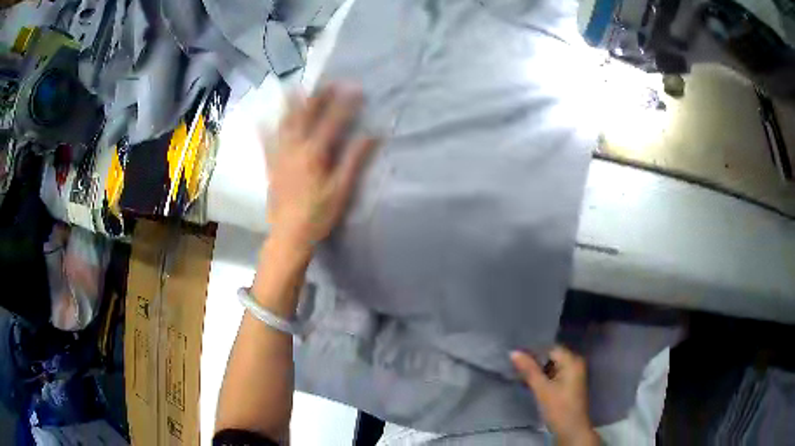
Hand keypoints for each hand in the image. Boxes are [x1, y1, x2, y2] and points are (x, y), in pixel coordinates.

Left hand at [264, 84, 377, 247]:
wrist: (290, 234)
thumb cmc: (319, 214)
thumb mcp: (342, 189)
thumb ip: (355, 160)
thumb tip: (372, 135)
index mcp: (314, 154)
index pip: (332, 121)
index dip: (344, 103)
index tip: (355, 89)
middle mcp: (294, 148)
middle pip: (305, 116)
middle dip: (317, 97)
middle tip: (327, 83)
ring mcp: (279, 156)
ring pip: (284, 124)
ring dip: (290, 104)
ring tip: (293, 87)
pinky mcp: (270, 166)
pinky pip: (265, 142)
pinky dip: (264, 128)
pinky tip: (261, 118)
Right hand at [511, 347, 598, 445]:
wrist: (571, 430)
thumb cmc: (559, 408)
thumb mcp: (542, 389)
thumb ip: (529, 370)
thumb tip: (513, 352)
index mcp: (572, 361)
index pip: (550, 348)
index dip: (533, 351)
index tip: (515, 356)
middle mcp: (576, 363)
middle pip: (551, 356)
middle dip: (534, 361)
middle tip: (515, 365)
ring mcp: (574, 374)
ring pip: (552, 366)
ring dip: (538, 370)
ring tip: (519, 373)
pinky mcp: (569, 384)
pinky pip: (555, 374)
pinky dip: (544, 377)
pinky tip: (530, 382)